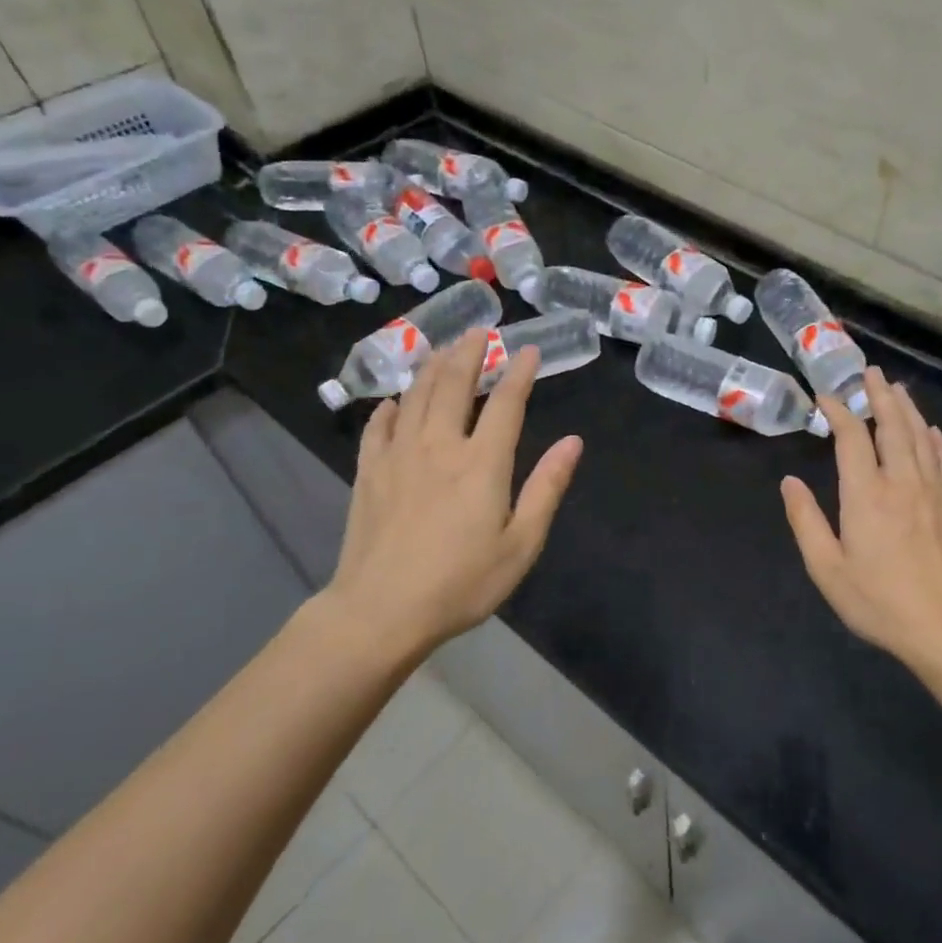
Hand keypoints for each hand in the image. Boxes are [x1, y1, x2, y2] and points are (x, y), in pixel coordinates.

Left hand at [318, 330, 582, 658]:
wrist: (381, 611)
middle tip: (479, 331)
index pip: (506, 403)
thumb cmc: (461, 583)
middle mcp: (439, 446)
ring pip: (416, 396)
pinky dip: (389, 407)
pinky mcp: (368, 473)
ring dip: (432, 367)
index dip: (519, 372)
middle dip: (469, 353)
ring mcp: (398, 456)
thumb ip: (547, 488)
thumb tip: (573, 442)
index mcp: (482, 463)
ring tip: (443, 349)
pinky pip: (378, 427)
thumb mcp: (521, 544)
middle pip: (454, 385)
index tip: (528, 350)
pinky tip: (394, 401)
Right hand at [781, 367, 941, 666]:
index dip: (839, 411)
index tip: (826, 398)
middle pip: (892, 425)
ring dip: (907, 409)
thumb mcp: (827, 569)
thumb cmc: (880, 601)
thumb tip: (789, 482)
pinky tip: (932, 431)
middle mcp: (901, 481)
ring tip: (897, 389)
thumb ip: (805, 521)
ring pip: (921, 437)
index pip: (852, 437)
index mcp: (866, 494)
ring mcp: (933, 491)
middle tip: (871, 372)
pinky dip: (936, 440)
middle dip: (879, 395)